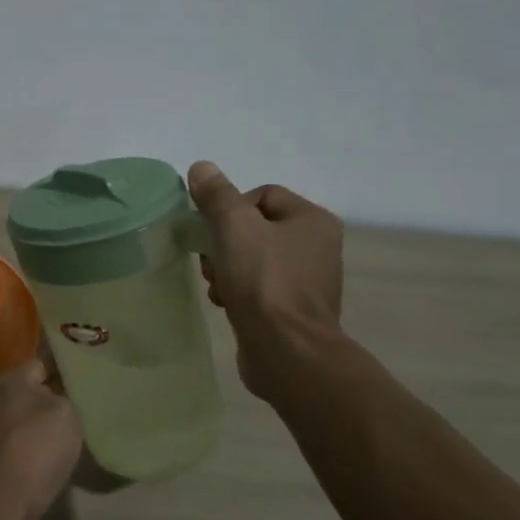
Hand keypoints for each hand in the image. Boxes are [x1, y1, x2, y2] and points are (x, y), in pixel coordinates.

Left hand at [0, 355, 83, 519]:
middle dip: (56, 401)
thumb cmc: (34, 446)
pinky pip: (23, 452)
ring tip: (78, 438)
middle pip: (32, 395)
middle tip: (87, 408)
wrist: (1, 503)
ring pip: (27, 425)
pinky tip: (58, 464)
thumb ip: (65, 397)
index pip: (40, 363)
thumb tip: (58, 399)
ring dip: (46, 432)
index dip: (66, 369)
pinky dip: (38, 457)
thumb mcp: (64, 411)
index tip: (89, 376)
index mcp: (7, 381)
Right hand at [188, 160, 345, 404]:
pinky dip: (237, 290)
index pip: (263, 194)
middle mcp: (317, 246)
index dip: (231, 208)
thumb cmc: (264, 282)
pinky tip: (224, 303)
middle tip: (211, 261)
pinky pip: (257, 287)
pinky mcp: (292, 310)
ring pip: (251, 258)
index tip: (215, 232)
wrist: (287, 352)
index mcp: (312, 220)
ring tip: (216, 285)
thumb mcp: (234, 227)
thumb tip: (202, 167)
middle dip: (224, 242)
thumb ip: (216, 195)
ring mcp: (307, 281)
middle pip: (254, 227)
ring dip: (226, 267)